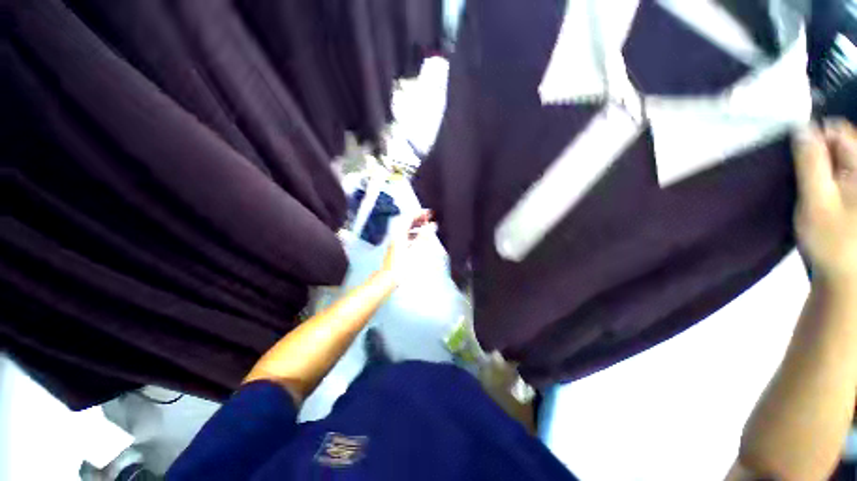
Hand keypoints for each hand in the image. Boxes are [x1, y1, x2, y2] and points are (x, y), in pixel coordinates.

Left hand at [381, 210, 435, 276]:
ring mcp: (395, 242)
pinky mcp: (396, 248)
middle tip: (428, 219)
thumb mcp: (416, 250)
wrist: (389, 278)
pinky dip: (413, 234)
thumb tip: (432, 225)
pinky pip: (405, 236)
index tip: (429, 213)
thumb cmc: (402, 265)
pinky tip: (418, 239)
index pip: (409, 217)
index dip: (420, 213)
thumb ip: (424, 236)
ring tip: (426, 227)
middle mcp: (396, 235)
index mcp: (400, 234)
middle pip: (407, 222)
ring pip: (406, 229)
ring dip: (416, 226)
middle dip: (418, 219)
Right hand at [793, 119, 856, 283]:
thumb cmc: (832, 241)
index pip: (839, 131)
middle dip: (821, 155)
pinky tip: (824, 194)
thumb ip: (811, 163)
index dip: (815, 138)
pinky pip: (844, 173)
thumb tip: (801, 129)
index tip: (799, 160)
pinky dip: (830, 178)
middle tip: (809, 181)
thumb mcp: (816, 202)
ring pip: (842, 158)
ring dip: (824, 168)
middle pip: (843, 143)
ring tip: (816, 190)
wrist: (848, 278)